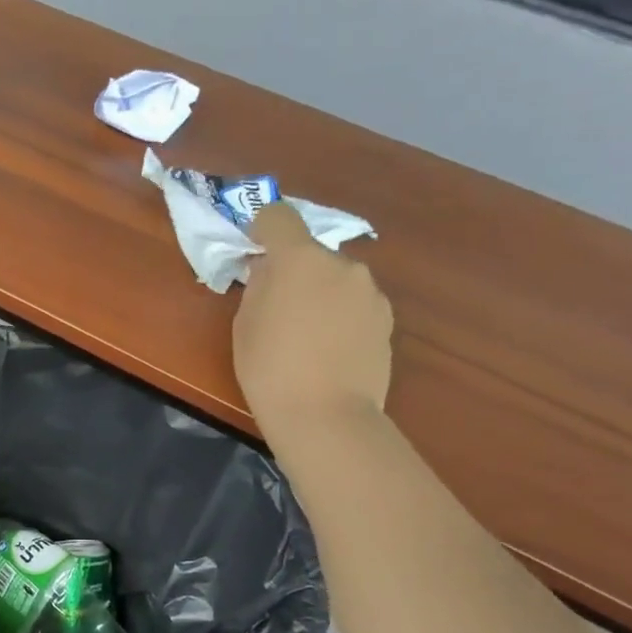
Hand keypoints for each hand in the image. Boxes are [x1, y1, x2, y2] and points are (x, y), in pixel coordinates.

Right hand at [234, 204, 392, 432]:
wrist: (326, 415)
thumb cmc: (270, 369)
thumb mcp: (245, 325)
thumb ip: (258, 286)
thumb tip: (270, 271)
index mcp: (299, 260)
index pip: (279, 217)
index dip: (263, 225)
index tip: (253, 244)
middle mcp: (341, 264)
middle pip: (311, 254)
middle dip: (295, 271)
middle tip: (278, 307)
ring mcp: (370, 292)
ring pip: (337, 280)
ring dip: (321, 294)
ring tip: (307, 336)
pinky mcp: (387, 319)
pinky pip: (355, 305)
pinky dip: (341, 316)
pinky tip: (330, 350)